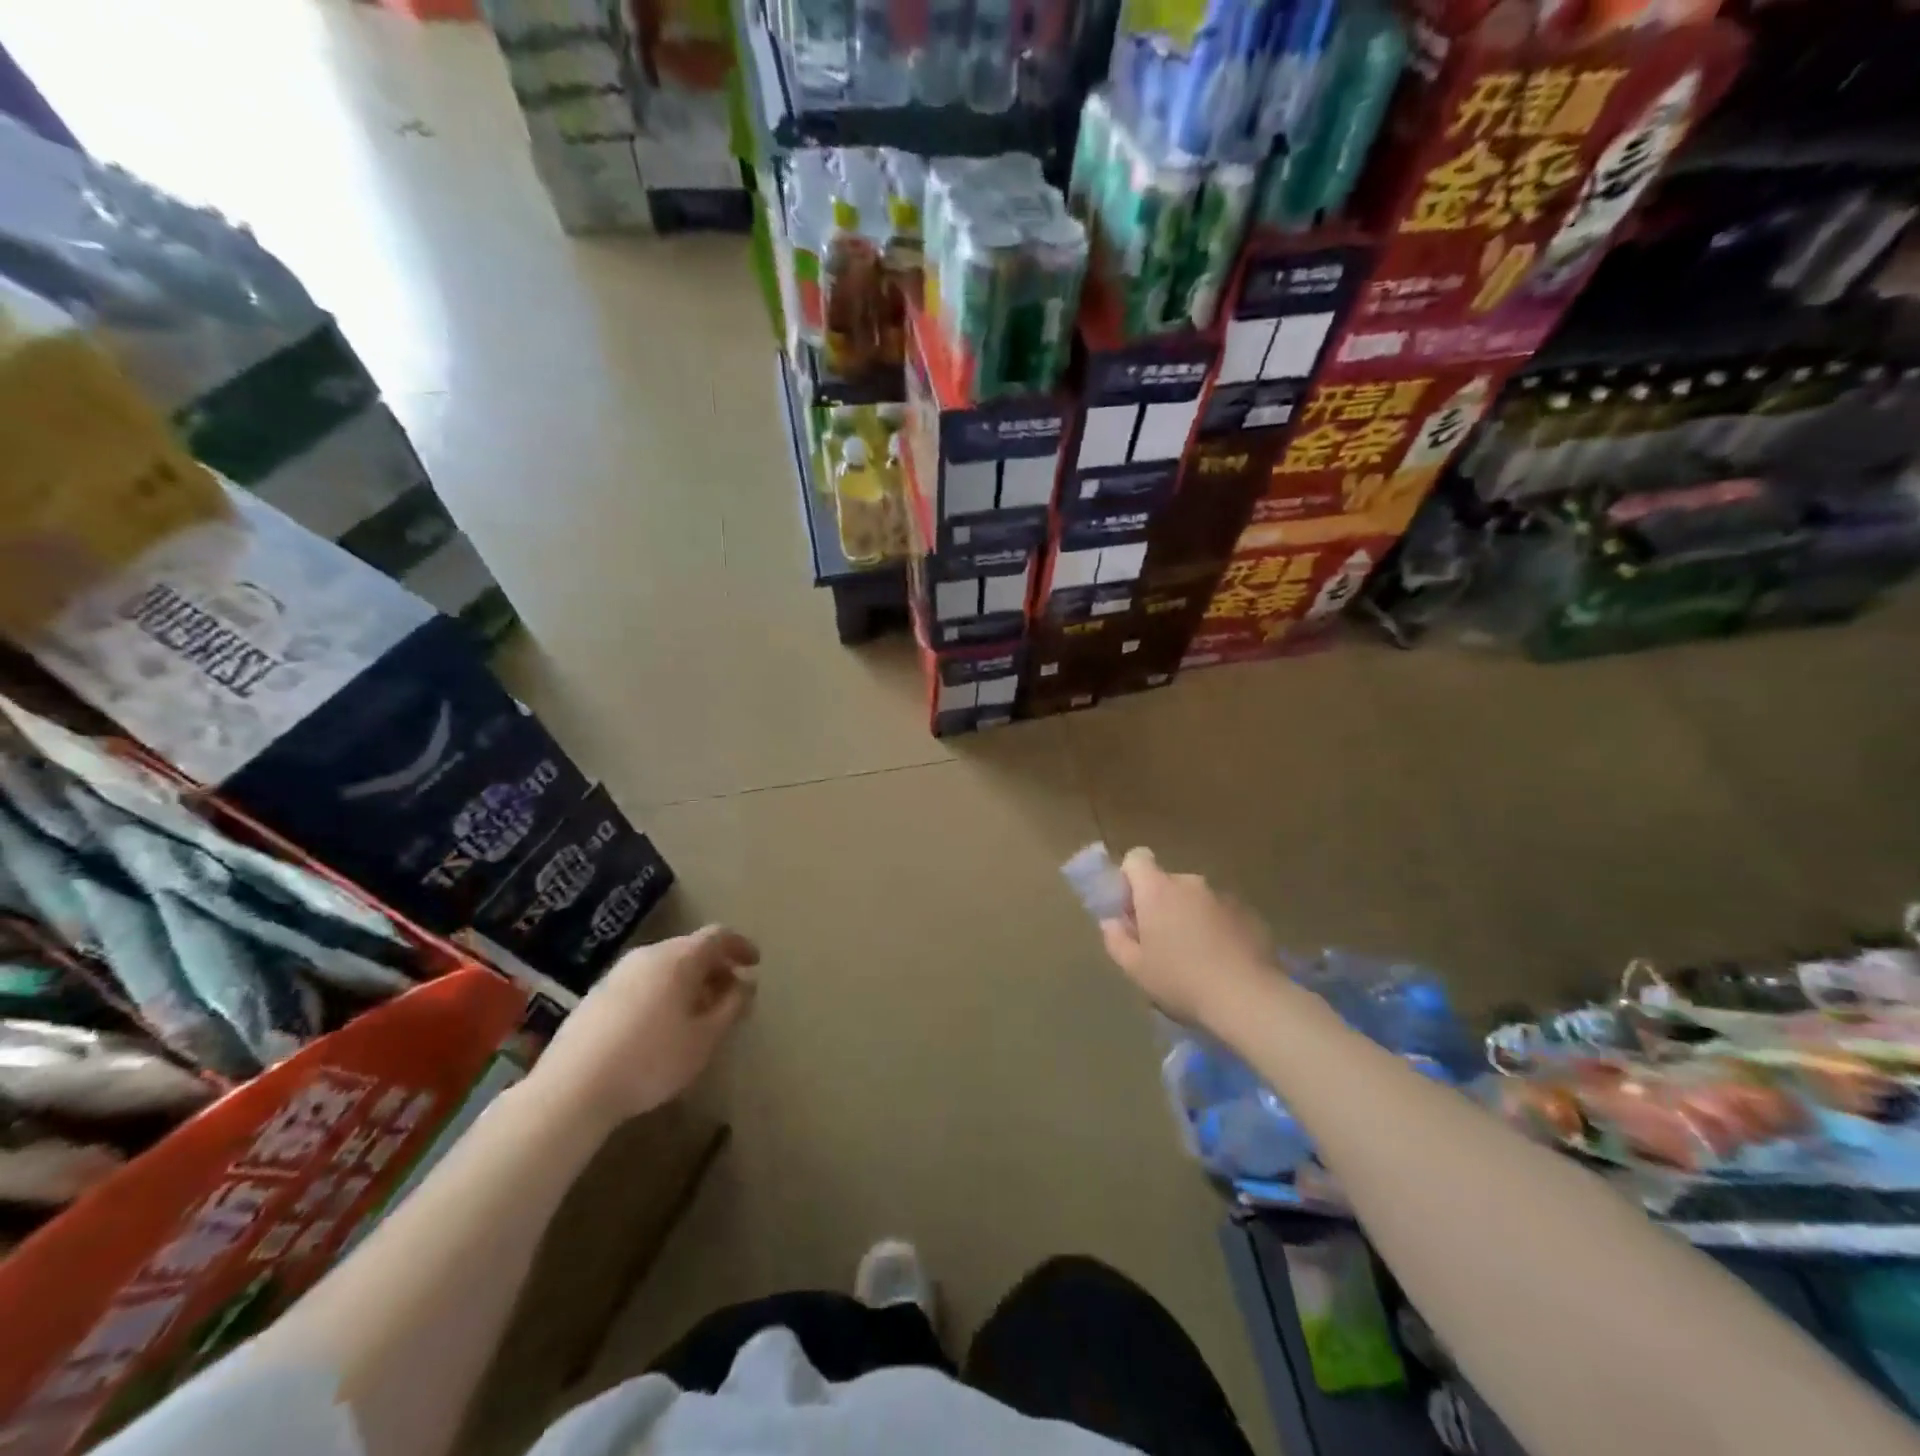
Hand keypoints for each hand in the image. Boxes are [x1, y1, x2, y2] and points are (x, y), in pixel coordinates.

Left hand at [529, 925, 759, 1130]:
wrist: (571, 1089)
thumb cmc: (651, 1060)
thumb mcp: (705, 1038)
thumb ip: (732, 1006)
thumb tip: (746, 984)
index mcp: (678, 958)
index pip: (718, 936)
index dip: (740, 946)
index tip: (755, 964)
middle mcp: (647, 955)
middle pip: (690, 949)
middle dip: (715, 968)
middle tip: (730, 995)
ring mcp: (617, 974)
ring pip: (664, 966)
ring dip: (688, 982)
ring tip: (698, 1014)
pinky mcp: (596, 996)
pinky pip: (642, 982)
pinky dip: (663, 993)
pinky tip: (661, 1026)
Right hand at [1099, 848, 1272, 1028]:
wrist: (1248, 998)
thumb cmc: (1181, 980)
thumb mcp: (1135, 969)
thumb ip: (1116, 939)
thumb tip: (1112, 922)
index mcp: (1157, 890)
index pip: (1137, 858)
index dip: (1130, 878)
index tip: (1132, 908)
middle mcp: (1190, 883)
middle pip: (1167, 882)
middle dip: (1161, 904)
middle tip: (1161, 942)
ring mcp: (1224, 896)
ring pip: (1197, 899)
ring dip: (1191, 917)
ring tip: (1196, 957)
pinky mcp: (1251, 914)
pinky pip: (1223, 914)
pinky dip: (1218, 928)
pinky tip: (1223, 961)